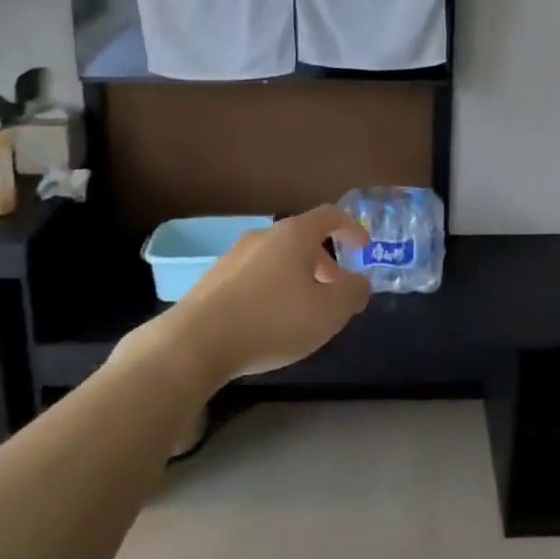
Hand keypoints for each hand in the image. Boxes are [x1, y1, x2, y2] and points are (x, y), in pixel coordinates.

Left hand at [160, 206, 370, 382]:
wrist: (196, 342)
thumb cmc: (273, 321)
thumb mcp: (329, 313)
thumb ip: (353, 293)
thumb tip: (359, 282)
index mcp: (294, 235)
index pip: (330, 215)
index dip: (352, 228)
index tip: (364, 247)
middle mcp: (263, 236)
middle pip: (302, 239)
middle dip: (325, 263)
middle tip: (336, 290)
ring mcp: (234, 256)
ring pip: (276, 259)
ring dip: (297, 277)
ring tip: (304, 310)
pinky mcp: (213, 280)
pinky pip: (254, 277)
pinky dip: (271, 289)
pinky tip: (270, 320)